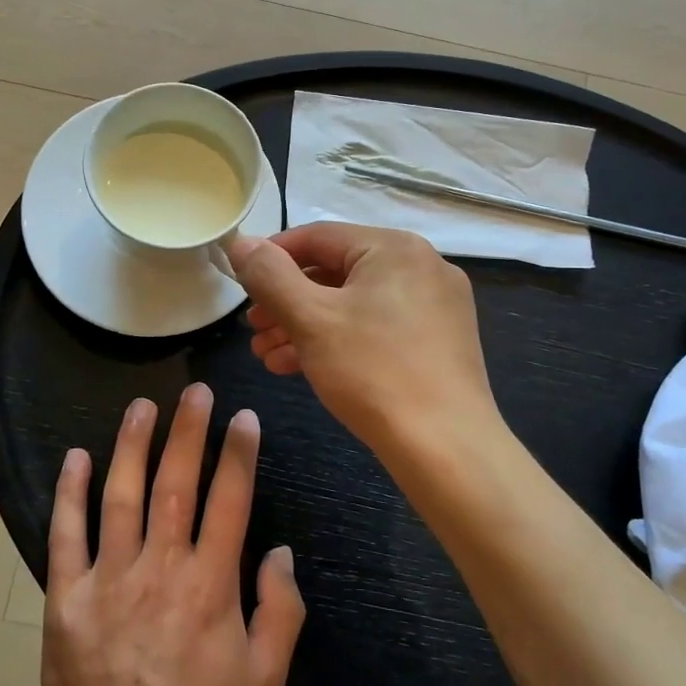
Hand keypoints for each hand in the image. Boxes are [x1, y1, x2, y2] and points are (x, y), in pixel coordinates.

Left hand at [41, 385, 303, 685]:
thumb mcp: (265, 680)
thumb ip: (281, 611)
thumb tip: (280, 553)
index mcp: (210, 582)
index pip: (229, 500)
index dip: (238, 454)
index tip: (243, 417)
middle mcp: (161, 565)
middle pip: (176, 483)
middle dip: (188, 431)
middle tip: (196, 392)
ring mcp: (110, 577)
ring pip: (122, 495)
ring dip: (132, 445)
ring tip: (141, 406)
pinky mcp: (68, 596)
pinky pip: (67, 535)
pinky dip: (70, 494)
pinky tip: (76, 457)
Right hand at [230, 223, 499, 459]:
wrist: (445, 448)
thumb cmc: (373, 372)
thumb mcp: (311, 319)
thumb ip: (270, 276)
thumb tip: (241, 242)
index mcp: (395, 248)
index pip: (318, 237)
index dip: (272, 257)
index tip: (240, 284)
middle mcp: (421, 267)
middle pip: (336, 271)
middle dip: (286, 301)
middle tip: (253, 328)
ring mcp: (434, 306)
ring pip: (354, 304)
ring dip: (305, 325)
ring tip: (266, 354)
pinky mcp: (437, 342)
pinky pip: (376, 327)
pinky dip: (337, 341)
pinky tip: (300, 367)